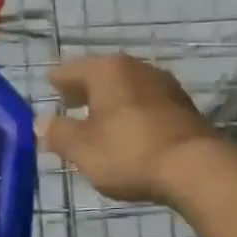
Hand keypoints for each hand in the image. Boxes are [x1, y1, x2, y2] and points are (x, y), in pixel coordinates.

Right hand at [39, 54, 224, 204]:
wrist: (195, 168)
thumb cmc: (128, 151)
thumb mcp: (82, 148)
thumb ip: (58, 133)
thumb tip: (41, 122)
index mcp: (107, 70)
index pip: (72, 69)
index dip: (57, 80)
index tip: (48, 86)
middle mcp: (136, 68)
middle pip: (102, 75)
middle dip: (84, 89)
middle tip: (68, 102)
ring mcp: (164, 85)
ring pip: (126, 89)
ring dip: (110, 102)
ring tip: (96, 120)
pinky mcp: (183, 108)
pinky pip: (146, 105)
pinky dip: (131, 113)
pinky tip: (127, 131)